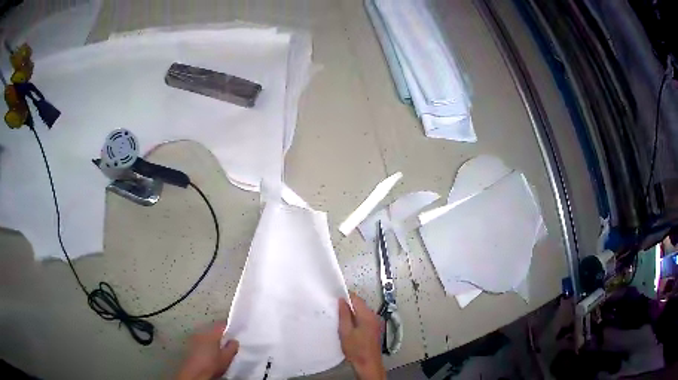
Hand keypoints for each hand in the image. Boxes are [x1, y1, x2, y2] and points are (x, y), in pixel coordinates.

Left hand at [175, 321, 238, 379]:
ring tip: (218, 349)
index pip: (221, 325)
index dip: (229, 328)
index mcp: (211, 333)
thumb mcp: (227, 358)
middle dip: (220, 335)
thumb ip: (232, 347)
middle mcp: (201, 332)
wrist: (194, 373)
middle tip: (228, 343)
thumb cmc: (212, 364)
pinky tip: (209, 353)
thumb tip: (234, 340)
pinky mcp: (189, 346)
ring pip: (206, 336)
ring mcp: (193, 339)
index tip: (235, 333)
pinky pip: (200, 342)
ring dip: (212, 340)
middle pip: (213, 330)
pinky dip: (205, 345)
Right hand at [338, 292, 385, 379]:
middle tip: (336, 310)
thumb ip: (344, 315)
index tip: (336, 297)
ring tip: (341, 320)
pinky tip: (349, 327)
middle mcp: (374, 317)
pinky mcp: (374, 329)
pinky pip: (364, 319)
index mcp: (367, 316)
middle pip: (360, 305)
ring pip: (362, 312)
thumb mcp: (345, 331)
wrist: (368, 364)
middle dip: (348, 306)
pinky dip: (356, 319)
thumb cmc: (357, 350)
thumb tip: (342, 301)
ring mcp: (375, 323)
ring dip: (352, 313)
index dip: (346, 296)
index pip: (357, 299)